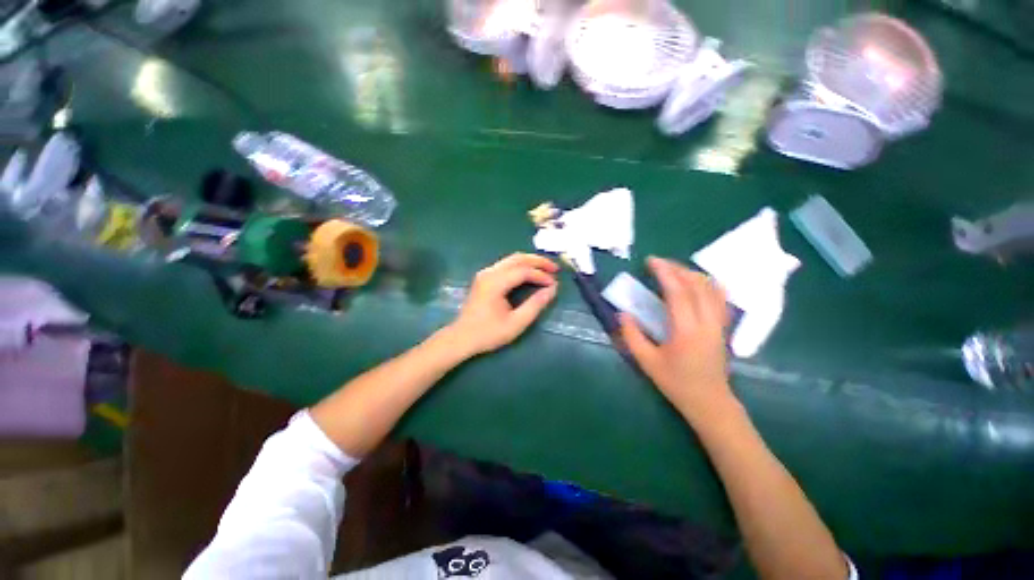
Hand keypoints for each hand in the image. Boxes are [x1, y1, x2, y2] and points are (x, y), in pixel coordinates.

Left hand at [447, 253, 558, 356]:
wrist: (461, 338)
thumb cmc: (488, 333)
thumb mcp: (516, 323)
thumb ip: (535, 305)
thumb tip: (552, 289)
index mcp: (495, 283)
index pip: (523, 271)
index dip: (541, 275)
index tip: (554, 283)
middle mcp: (489, 273)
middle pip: (517, 258)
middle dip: (538, 261)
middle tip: (555, 268)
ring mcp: (485, 273)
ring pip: (511, 259)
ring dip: (530, 262)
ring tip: (546, 269)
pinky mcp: (484, 277)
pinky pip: (506, 265)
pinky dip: (521, 266)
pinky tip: (530, 273)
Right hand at [620, 257, 734, 422]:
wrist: (710, 402)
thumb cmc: (676, 383)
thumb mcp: (647, 362)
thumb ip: (632, 336)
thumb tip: (622, 314)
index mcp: (686, 331)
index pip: (677, 292)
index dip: (664, 273)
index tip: (650, 261)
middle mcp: (707, 322)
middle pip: (697, 285)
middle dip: (677, 268)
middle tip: (658, 263)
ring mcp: (719, 324)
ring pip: (712, 288)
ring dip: (692, 273)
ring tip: (674, 270)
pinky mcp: (723, 327)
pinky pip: (720, 297)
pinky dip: (708, 283)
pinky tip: (696, 282)